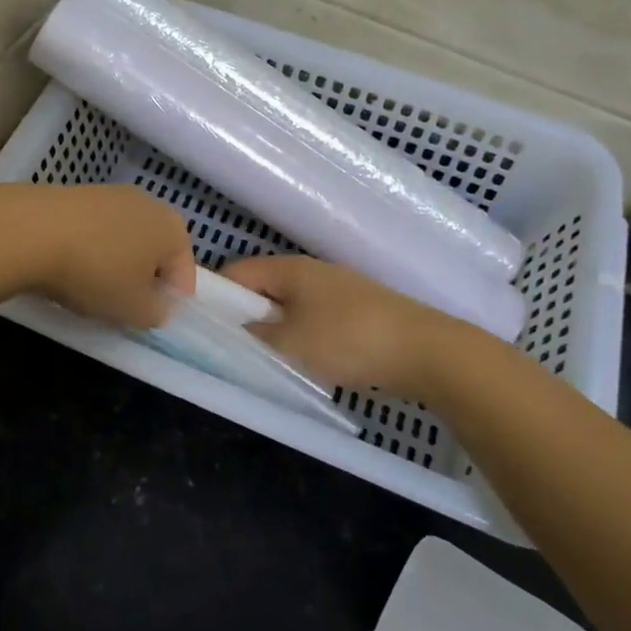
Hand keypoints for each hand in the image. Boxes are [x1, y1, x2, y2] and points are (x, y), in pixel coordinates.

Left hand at [0, 183, 195, 329]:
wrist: (32, 230)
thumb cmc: (96, 272)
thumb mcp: (134, 310)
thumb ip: (156, 313)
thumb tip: (155, 306)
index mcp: (174, 229)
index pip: (185, 275)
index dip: (168, 303)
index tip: (144, 321)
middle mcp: (150, 203)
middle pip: (154, 253)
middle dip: (141, 280)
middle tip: (118, 306)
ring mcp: (113, 194)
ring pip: (124, 240)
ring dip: (114, 264)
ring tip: (88, 288)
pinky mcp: (80, 193)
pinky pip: (95, 231)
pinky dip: (89, 249)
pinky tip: (67, 266)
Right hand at [223, 254, 475, 399]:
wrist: (425, 351)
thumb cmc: (349, 340)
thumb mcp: (291, 343)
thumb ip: (254, 335)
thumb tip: (235, 328)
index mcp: (289, 269)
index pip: (236, 272)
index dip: (216, 296)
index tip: (205, 328)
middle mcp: (311, 271)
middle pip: (262, 288)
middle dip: (245, 316)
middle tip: (234, 349)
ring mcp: (336, 289)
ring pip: (288, 305)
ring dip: (274, 328)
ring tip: (268, 360)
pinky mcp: (356, 310)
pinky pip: (313, 317)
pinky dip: (301, 335)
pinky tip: (306, 361)